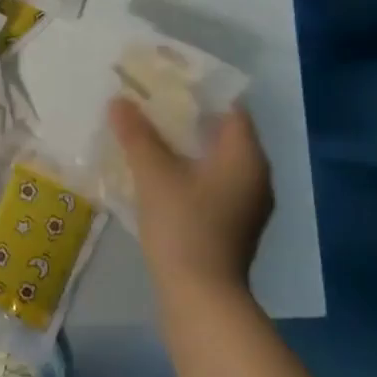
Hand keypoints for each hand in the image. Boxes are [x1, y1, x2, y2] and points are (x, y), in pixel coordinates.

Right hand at [107, 98, 273, 309]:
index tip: (166, 80)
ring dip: (187, 145)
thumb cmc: (184, 225)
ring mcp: (248, 203)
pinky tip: (160, 173)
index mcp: (246, 156)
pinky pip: (214, 182)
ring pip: (217, 160)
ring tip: (149, 134)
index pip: (230, 107)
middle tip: (150, 103)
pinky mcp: (234, 224)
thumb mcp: (154, 174)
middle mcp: (257, 175)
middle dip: (188, 117)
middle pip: (223, 133)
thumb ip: (137, 134)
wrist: (201, 295)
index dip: (199, 90)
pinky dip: (190, 170)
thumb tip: (120, 100)